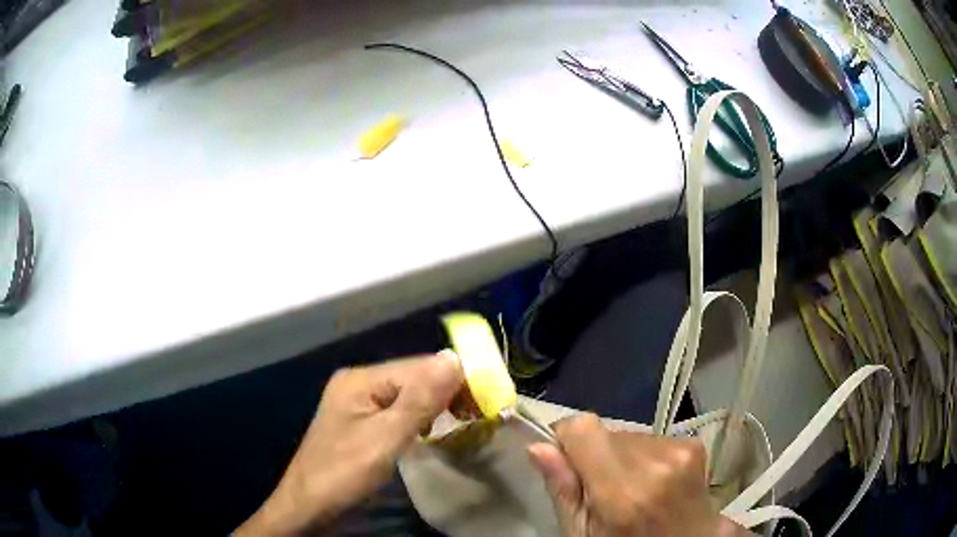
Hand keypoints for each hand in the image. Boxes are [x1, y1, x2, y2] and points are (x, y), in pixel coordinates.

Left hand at [236, 352, 463, 535]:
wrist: (309, 506)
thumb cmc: (344, 473)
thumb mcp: (385, 438)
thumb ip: (420, 400)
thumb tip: (455, 357)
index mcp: (361, 378)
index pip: (419, 366)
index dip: (454, 379)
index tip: (486, 400)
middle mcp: (359, 383)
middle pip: (413, 378)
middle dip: (446, 393)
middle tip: (477, 416)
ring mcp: (358, 404)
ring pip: (408, 396)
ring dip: (436, 407)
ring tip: (462, 423)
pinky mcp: (361, 424)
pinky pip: (398, 412)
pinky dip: (420, 420)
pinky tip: (431, 432)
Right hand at [529, 414, 749, 536]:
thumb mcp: (582, 533)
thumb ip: (563, 490)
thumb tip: (538, 446)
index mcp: (623, 491)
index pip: (583, 428)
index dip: (566, 438)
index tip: (565, 460)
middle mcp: (656, 462)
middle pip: (606, 432)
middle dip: (596, 455)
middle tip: (604, 490)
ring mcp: (680, 451)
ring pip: (629, 435)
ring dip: (622, 456)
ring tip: (633, 489)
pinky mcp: (694, 446)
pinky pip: (651, 438)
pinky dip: (644, 457)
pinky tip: (653, 483)